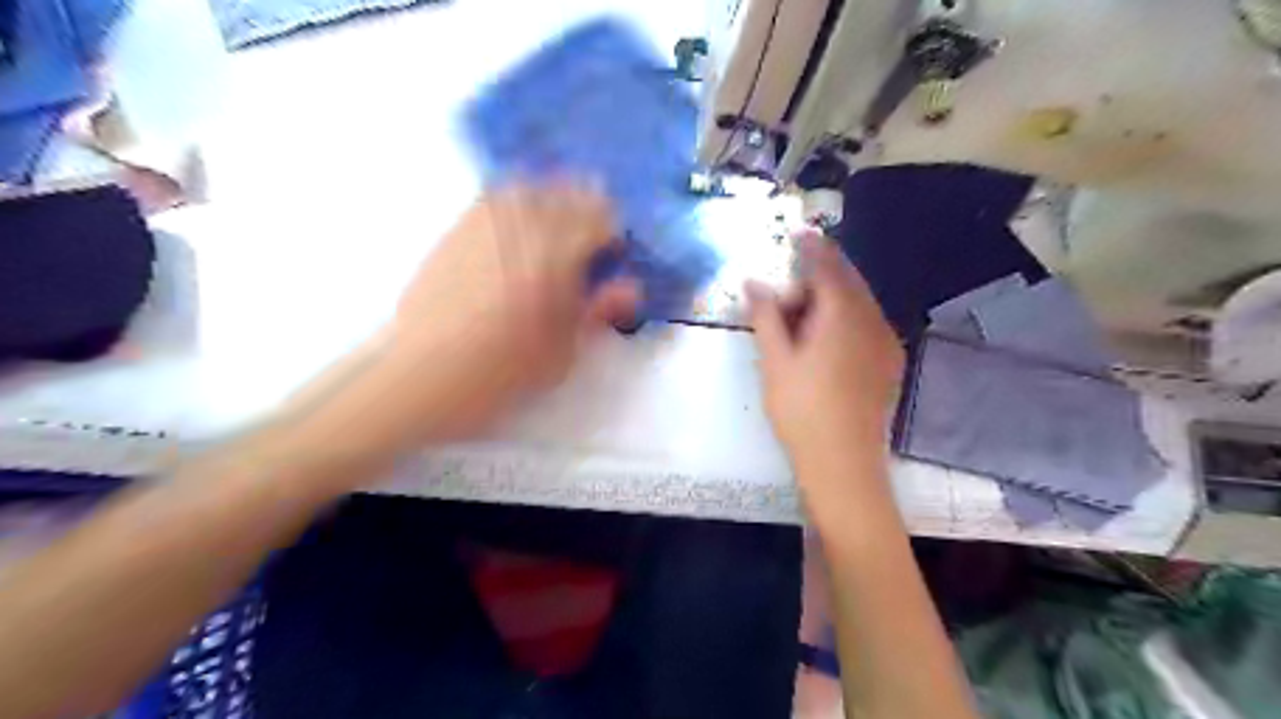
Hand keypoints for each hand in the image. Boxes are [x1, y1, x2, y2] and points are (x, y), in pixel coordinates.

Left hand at [355, 184, 635, 447]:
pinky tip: (514, 232)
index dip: (614, 233)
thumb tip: (630, 287)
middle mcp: (519, 229)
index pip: (598, 219)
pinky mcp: (454, 233)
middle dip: (586, 208)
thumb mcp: (562, 354)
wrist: (420, 376)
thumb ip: (597, 313)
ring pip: (526, 187)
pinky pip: (490, 199)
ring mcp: (482, 225)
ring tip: (554, 227)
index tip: (614, 255)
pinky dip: (513, 203)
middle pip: (565, 192)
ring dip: (550, 198)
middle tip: (589, 238)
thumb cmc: (499, 374)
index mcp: (553, 259)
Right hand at [748, 236, 903, 480]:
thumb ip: (765, 316)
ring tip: (801, 317)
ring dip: (832, 298)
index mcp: (842, 315)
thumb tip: (753, 282)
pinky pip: (867, 323)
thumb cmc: (802, 410)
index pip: (827, 267)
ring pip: (859, 303)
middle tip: (788, 291)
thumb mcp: (775, 360)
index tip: (798, 232)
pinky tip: (826, 338)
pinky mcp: (888, 362)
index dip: (812, 247)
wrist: (843, 462)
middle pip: (847, 282)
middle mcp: (871, 320)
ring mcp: (885, 342)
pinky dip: (846, 317)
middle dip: (820, 275)